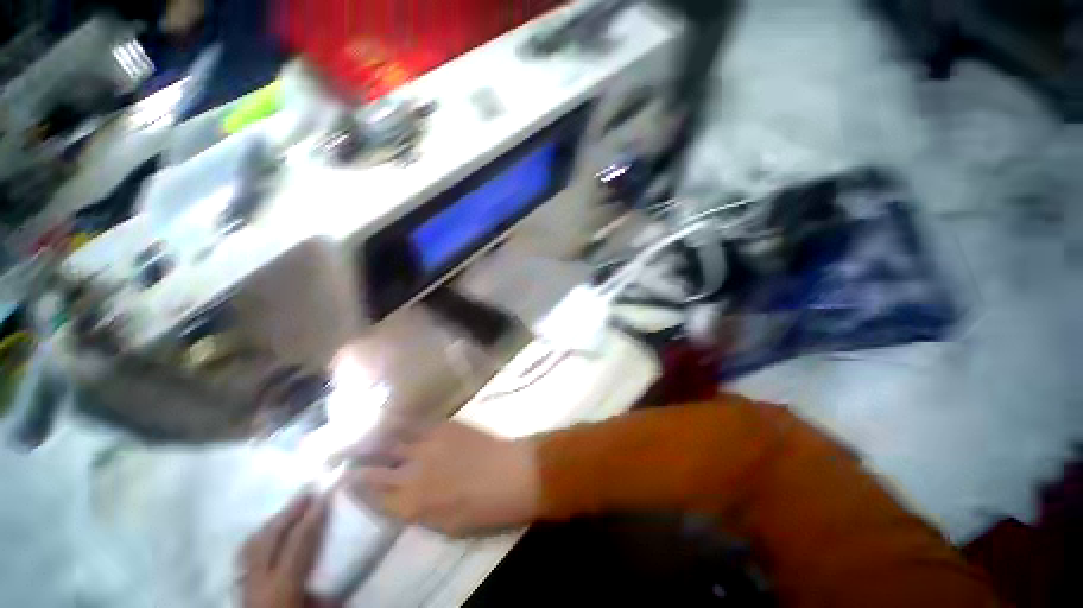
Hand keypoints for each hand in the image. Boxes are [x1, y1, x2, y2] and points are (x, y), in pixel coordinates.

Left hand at [239, 493, 333, 607]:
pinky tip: (269, 532)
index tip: (328, 494)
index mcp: (281, 590)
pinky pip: (245, 557)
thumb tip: (348, 558)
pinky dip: (259, 538)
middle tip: (310, 490)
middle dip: (290, 511)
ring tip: (292, 506)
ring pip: (252, 545)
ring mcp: (243, 588)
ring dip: (273, 521)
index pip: (298, 543)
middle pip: (269, 538)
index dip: (314, 516)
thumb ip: (335, 590)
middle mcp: (257, 585)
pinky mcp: (239, 592)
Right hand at [338, 422, 540, 536]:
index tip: (342, 479)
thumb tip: (395, 497)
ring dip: (370, 434)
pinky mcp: (444, 425)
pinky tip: (388, 415)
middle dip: (350, 457)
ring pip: (390, 437)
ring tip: (354, 429)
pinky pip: (415, 420)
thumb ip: (414, 510)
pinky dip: (398, 419)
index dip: (354, 486)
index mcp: (411, 504)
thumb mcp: (443, 525)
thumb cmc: (483, 510)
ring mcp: (428, 444)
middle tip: (333, 450)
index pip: (371, 494)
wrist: (513, 474)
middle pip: (373, 464)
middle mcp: (412, 472)